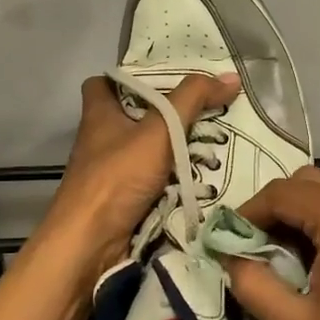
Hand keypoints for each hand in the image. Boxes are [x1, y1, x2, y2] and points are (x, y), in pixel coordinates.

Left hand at [46, 72, 239, 275]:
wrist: (89, 244)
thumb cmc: (117, 177)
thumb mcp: (160, 129)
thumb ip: (193, 100)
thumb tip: (230, 76)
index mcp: (99, 114)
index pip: (103, 83)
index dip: (128, 77)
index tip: (163, 79)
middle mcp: (99, 140)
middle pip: (131, 117)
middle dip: (163, 115)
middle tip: (201, 110)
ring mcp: (107, 173)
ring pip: (143, 151)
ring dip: (170, 150)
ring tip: (211, 142)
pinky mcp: (118, 201)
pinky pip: (148, 181)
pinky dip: (169, 179)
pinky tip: (198, 177)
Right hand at [229, 167, 319, 319]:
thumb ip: (252, 281)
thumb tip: (227, 255)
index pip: (283, 193)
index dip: (248, 212)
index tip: (226, 242)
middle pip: (309, 185)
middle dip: (275, 211)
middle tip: (250, 250)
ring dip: (300, 218)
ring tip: (277, 262)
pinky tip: (313, 266)